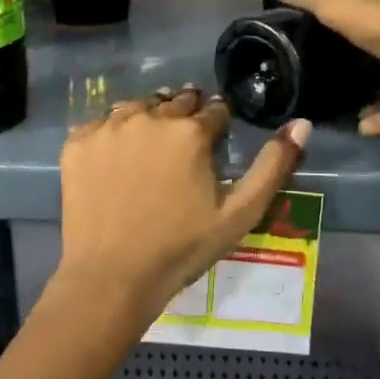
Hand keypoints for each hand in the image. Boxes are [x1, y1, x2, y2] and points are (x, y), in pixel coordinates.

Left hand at [55, 87, 308, 327]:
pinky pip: (101, 123)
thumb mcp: (239, 214)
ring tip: (150, 148)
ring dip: (149, 118)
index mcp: (190, 131)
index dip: (217, 124)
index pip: (213, 110)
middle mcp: (149, 116)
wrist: (111, 277)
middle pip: (175, 101)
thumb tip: (301, 124)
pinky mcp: (78, 141)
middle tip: (183, 146)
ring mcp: (109, 127)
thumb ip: (273, 166)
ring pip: (138, 106)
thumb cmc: (182, 248)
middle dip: (184, 116)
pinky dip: (112, 134)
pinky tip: (116, 160)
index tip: (214, 142)